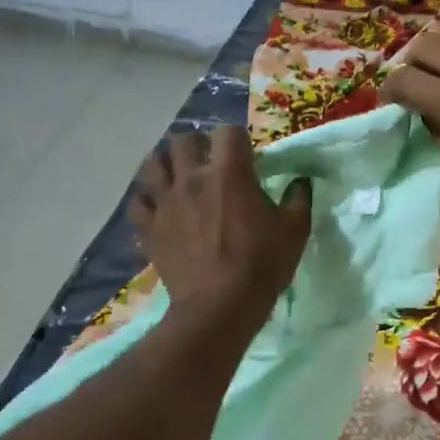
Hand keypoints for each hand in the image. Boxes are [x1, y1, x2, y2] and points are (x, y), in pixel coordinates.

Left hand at [129, 125, 312, 329]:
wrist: (220, 307)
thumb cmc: (261, 264)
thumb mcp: (294, 231)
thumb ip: (299, 200)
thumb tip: (301, 182)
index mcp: (229, 173)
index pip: (228, 132)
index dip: (237, 139)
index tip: (245, 154)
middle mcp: (192, 179)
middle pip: (182, 141)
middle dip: (196, 145)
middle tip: (207, 161)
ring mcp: (166, 203)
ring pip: (152, 164)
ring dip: (165, 164)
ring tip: (176, 175)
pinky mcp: (149, 228)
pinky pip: (137, 203)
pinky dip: (146, 200)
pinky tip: (157, 207)